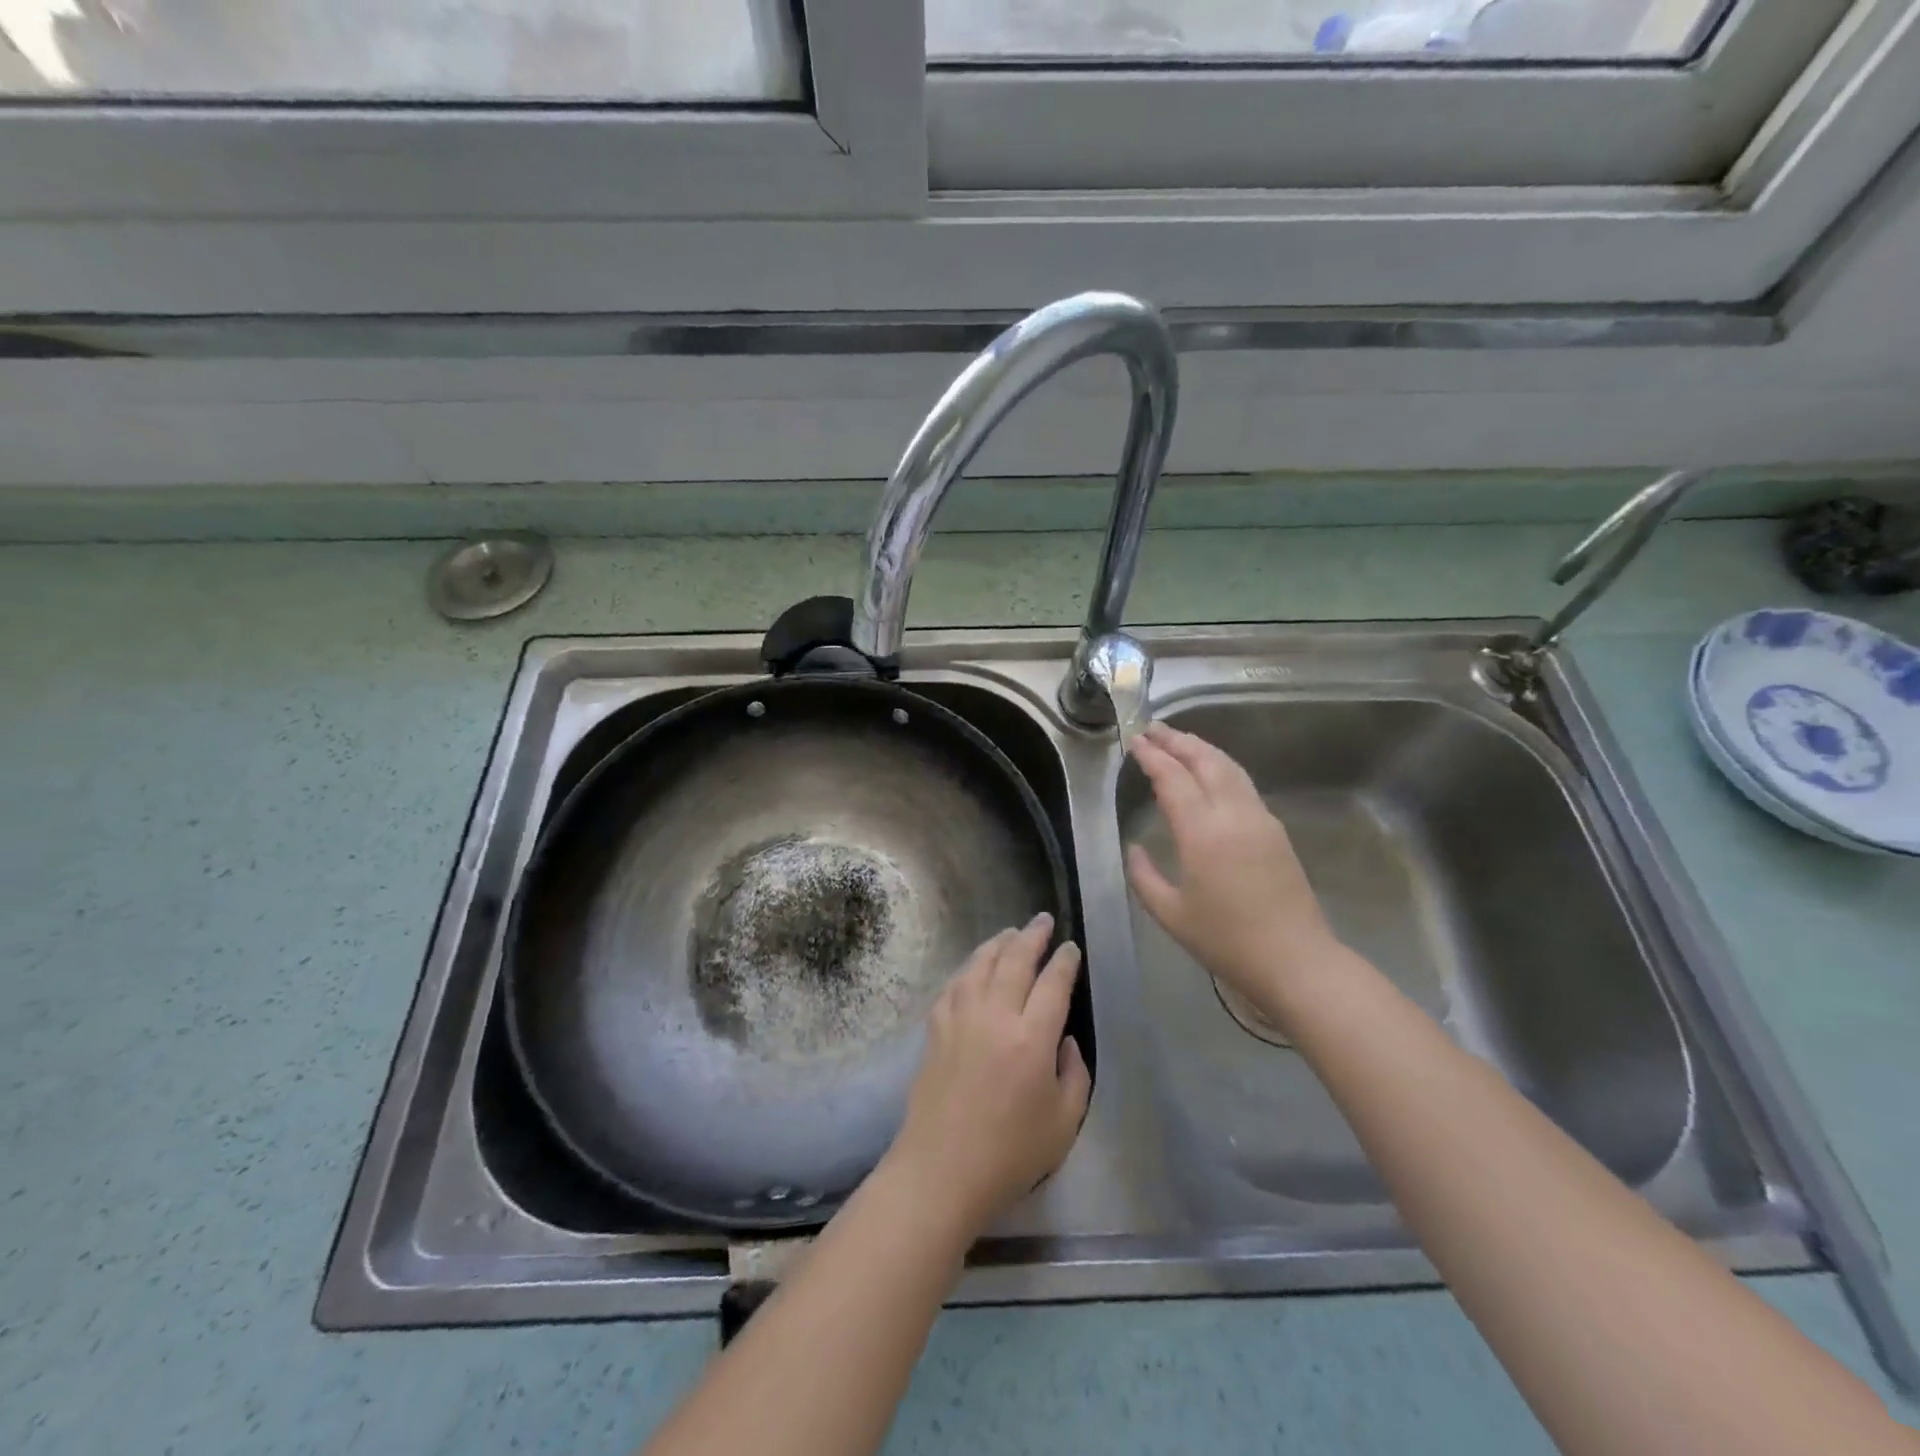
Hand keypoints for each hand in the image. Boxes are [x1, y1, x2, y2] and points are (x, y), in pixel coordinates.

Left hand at [882, 914, 1090, 1241]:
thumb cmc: (1010, 1154)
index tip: (1071, 948)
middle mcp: (995, 1016)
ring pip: (981, 963)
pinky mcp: (936, 1028)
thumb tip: (1065, 1040)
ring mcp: (961, 1018)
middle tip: (1043, 920)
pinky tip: (974, 967)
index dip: (1065, 961)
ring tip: (1011, 933)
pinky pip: (954, 984)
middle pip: (1015, 960)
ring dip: (999, 943)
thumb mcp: (1064, 1123)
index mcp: (1032, 1038)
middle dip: (1033, 935)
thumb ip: (1075, 1074)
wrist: (941, 1170)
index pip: (1054, 983)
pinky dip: (968, 967)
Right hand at [1125, 722, 1342, 1025]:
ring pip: (1230, 768)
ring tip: (1179, 740)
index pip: (1174, 779)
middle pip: (1206, 761)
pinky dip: (1220, 767)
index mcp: (1203, 834)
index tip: (1134, 741)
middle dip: (1177, 740)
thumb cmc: (1226, 941)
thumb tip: (1134, 848)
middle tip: (1153, 729)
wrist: (1296, 961)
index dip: (1152, 756)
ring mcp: (1260, 819)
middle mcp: (1234, 816)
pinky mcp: (1275, 831)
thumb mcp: (1171, 914)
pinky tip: (1209, 772)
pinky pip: (1243, 784)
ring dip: (1202, 748)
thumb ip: (1144, 876)